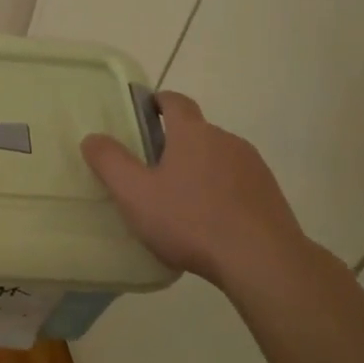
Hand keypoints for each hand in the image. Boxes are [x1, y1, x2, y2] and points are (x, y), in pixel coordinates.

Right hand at [81, 90, 309, 289]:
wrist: (263, 261)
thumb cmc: (191, 221)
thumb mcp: (135, 194)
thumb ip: (110, 162)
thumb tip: (93, 138)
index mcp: (193, 133)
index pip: (175, 101)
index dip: (158, 102)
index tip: (144, 112)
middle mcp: (227, 140)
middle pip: (196, 132)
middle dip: (175, 144)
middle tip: (151, 170)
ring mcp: (253, 167)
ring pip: (218, 158)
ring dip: (200, 170)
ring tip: (181, 202)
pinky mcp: (270, 195)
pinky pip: (238, 184)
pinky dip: (221, 193)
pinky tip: (210, 223)